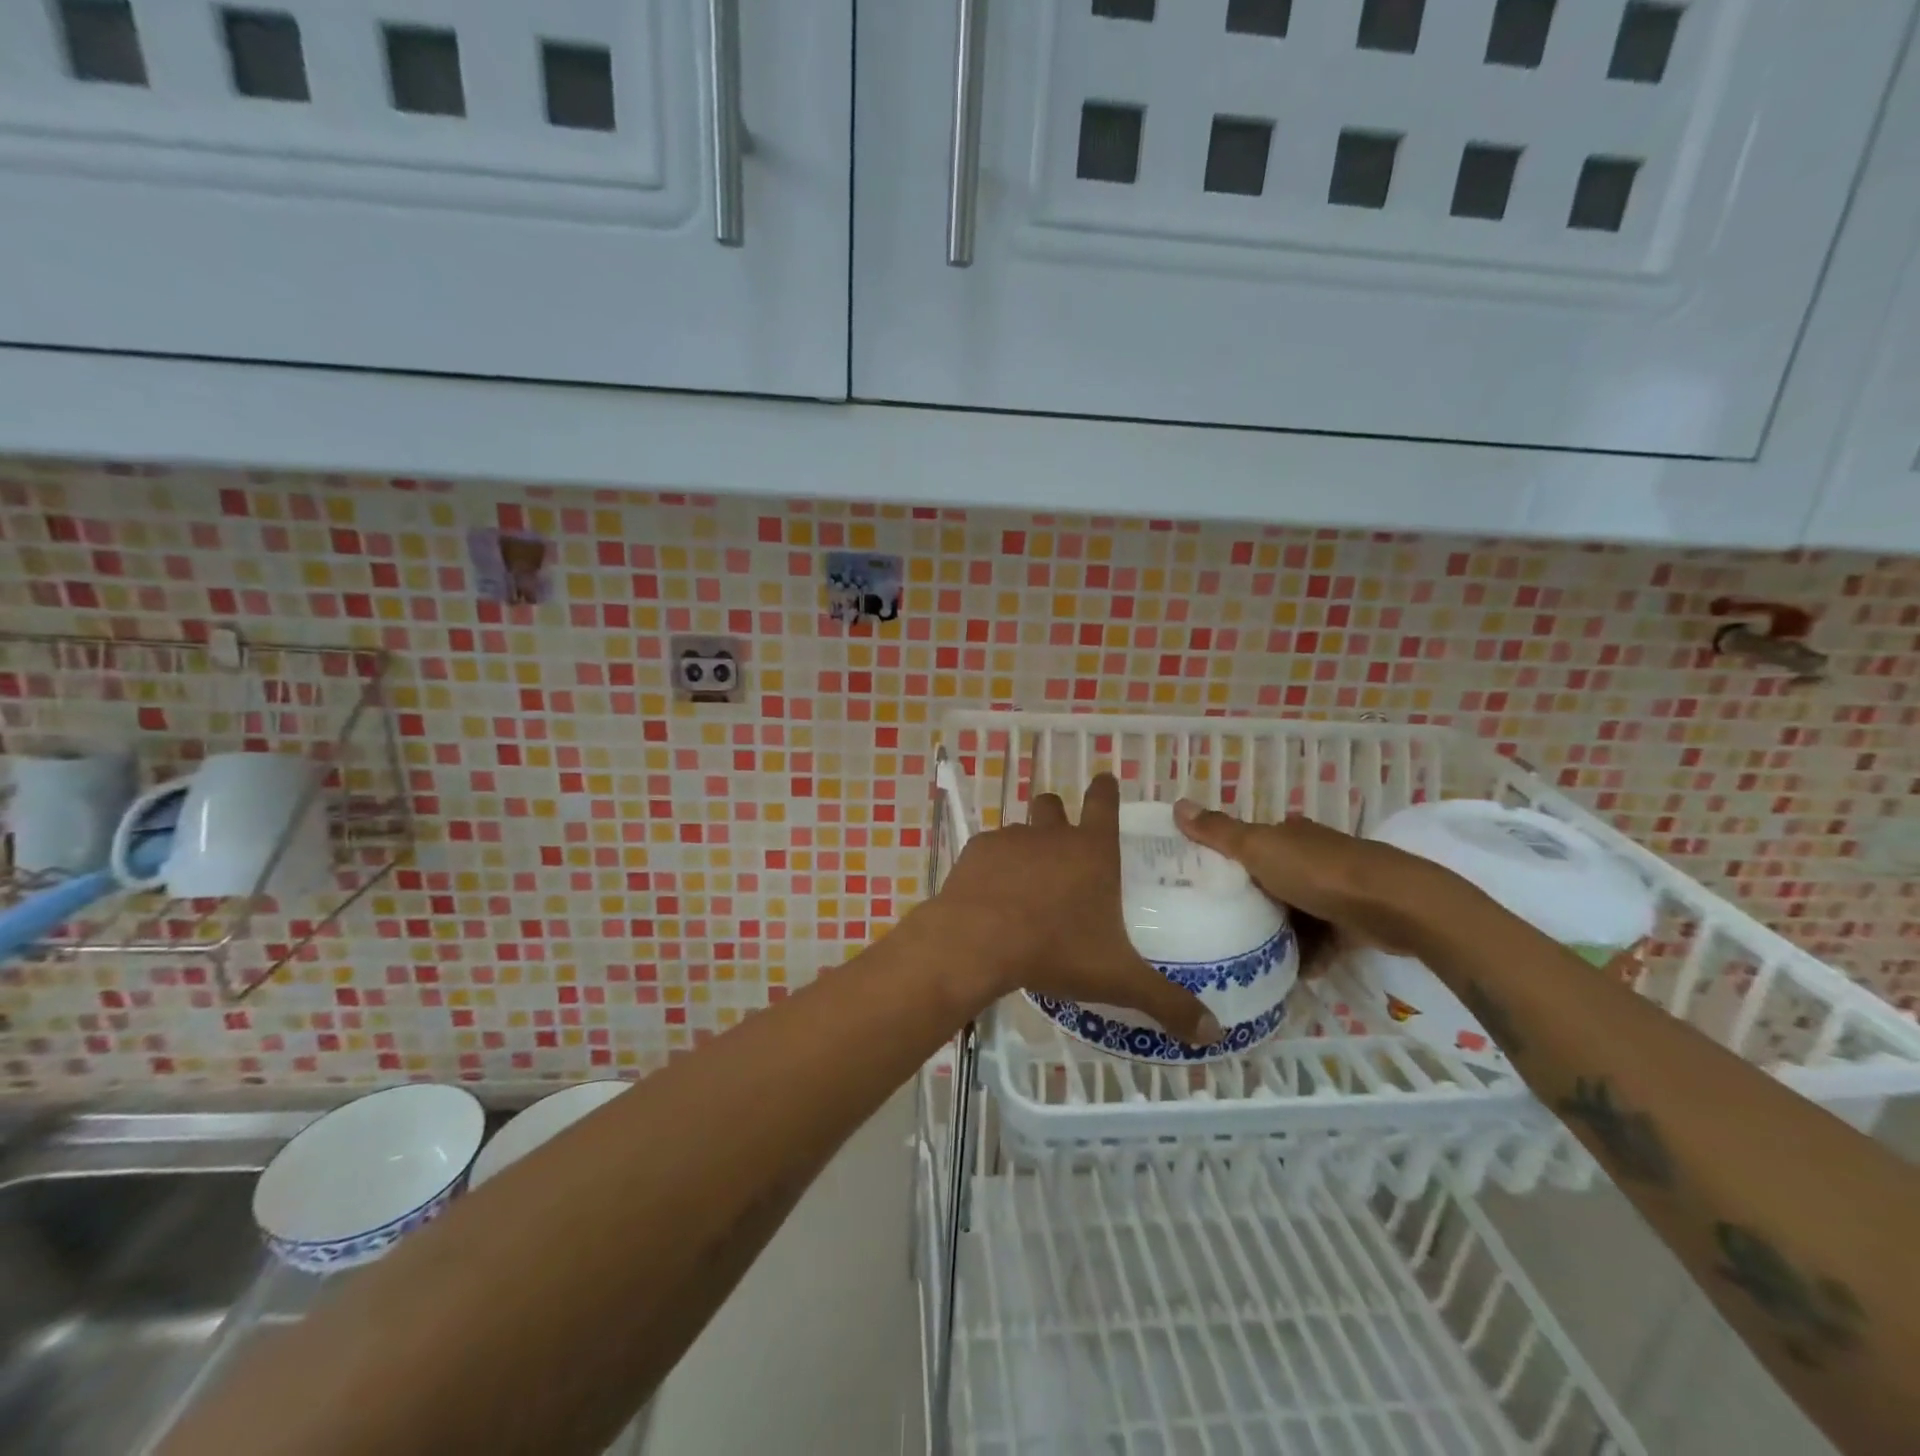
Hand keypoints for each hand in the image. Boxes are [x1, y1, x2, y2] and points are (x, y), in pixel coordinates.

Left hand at [931, 775, 1219, 1043]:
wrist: (978, 942)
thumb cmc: (1055, 950)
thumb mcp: (1118, 979)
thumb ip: (1167, 1002)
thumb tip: (1215, 1034)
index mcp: (1092, 852)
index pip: (1104, 803)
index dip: (1106, 789)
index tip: (1105, 779)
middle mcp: (1051, 835)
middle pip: (1053, 805)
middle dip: (1057, 814)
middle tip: (1060, 841)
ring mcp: (1010, 839)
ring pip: (1019, 828)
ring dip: (1024, 846)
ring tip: (1023, 882)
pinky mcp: (976, 852)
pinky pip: (988, 850)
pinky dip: (992, 867)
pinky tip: (990, 896)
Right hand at [1172, 799, 1467, 957]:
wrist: (1396, 906)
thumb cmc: (1319, 872)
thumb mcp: (1258, 849)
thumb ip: (1219, 833)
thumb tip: (1177, 803)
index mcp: (1288, 834)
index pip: (1249, 843)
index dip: (1226, 859)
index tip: (1202, 884)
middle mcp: (1312, 855)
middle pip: (1270, 879)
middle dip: (1250, 901)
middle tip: (1220, 926)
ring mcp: (1336, 888)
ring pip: (1295, 912)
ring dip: (1278, 934)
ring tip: (1250, 957)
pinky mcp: (1355, 920)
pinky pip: (1322, 939)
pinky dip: (1308, 955)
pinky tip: (1291, 972)